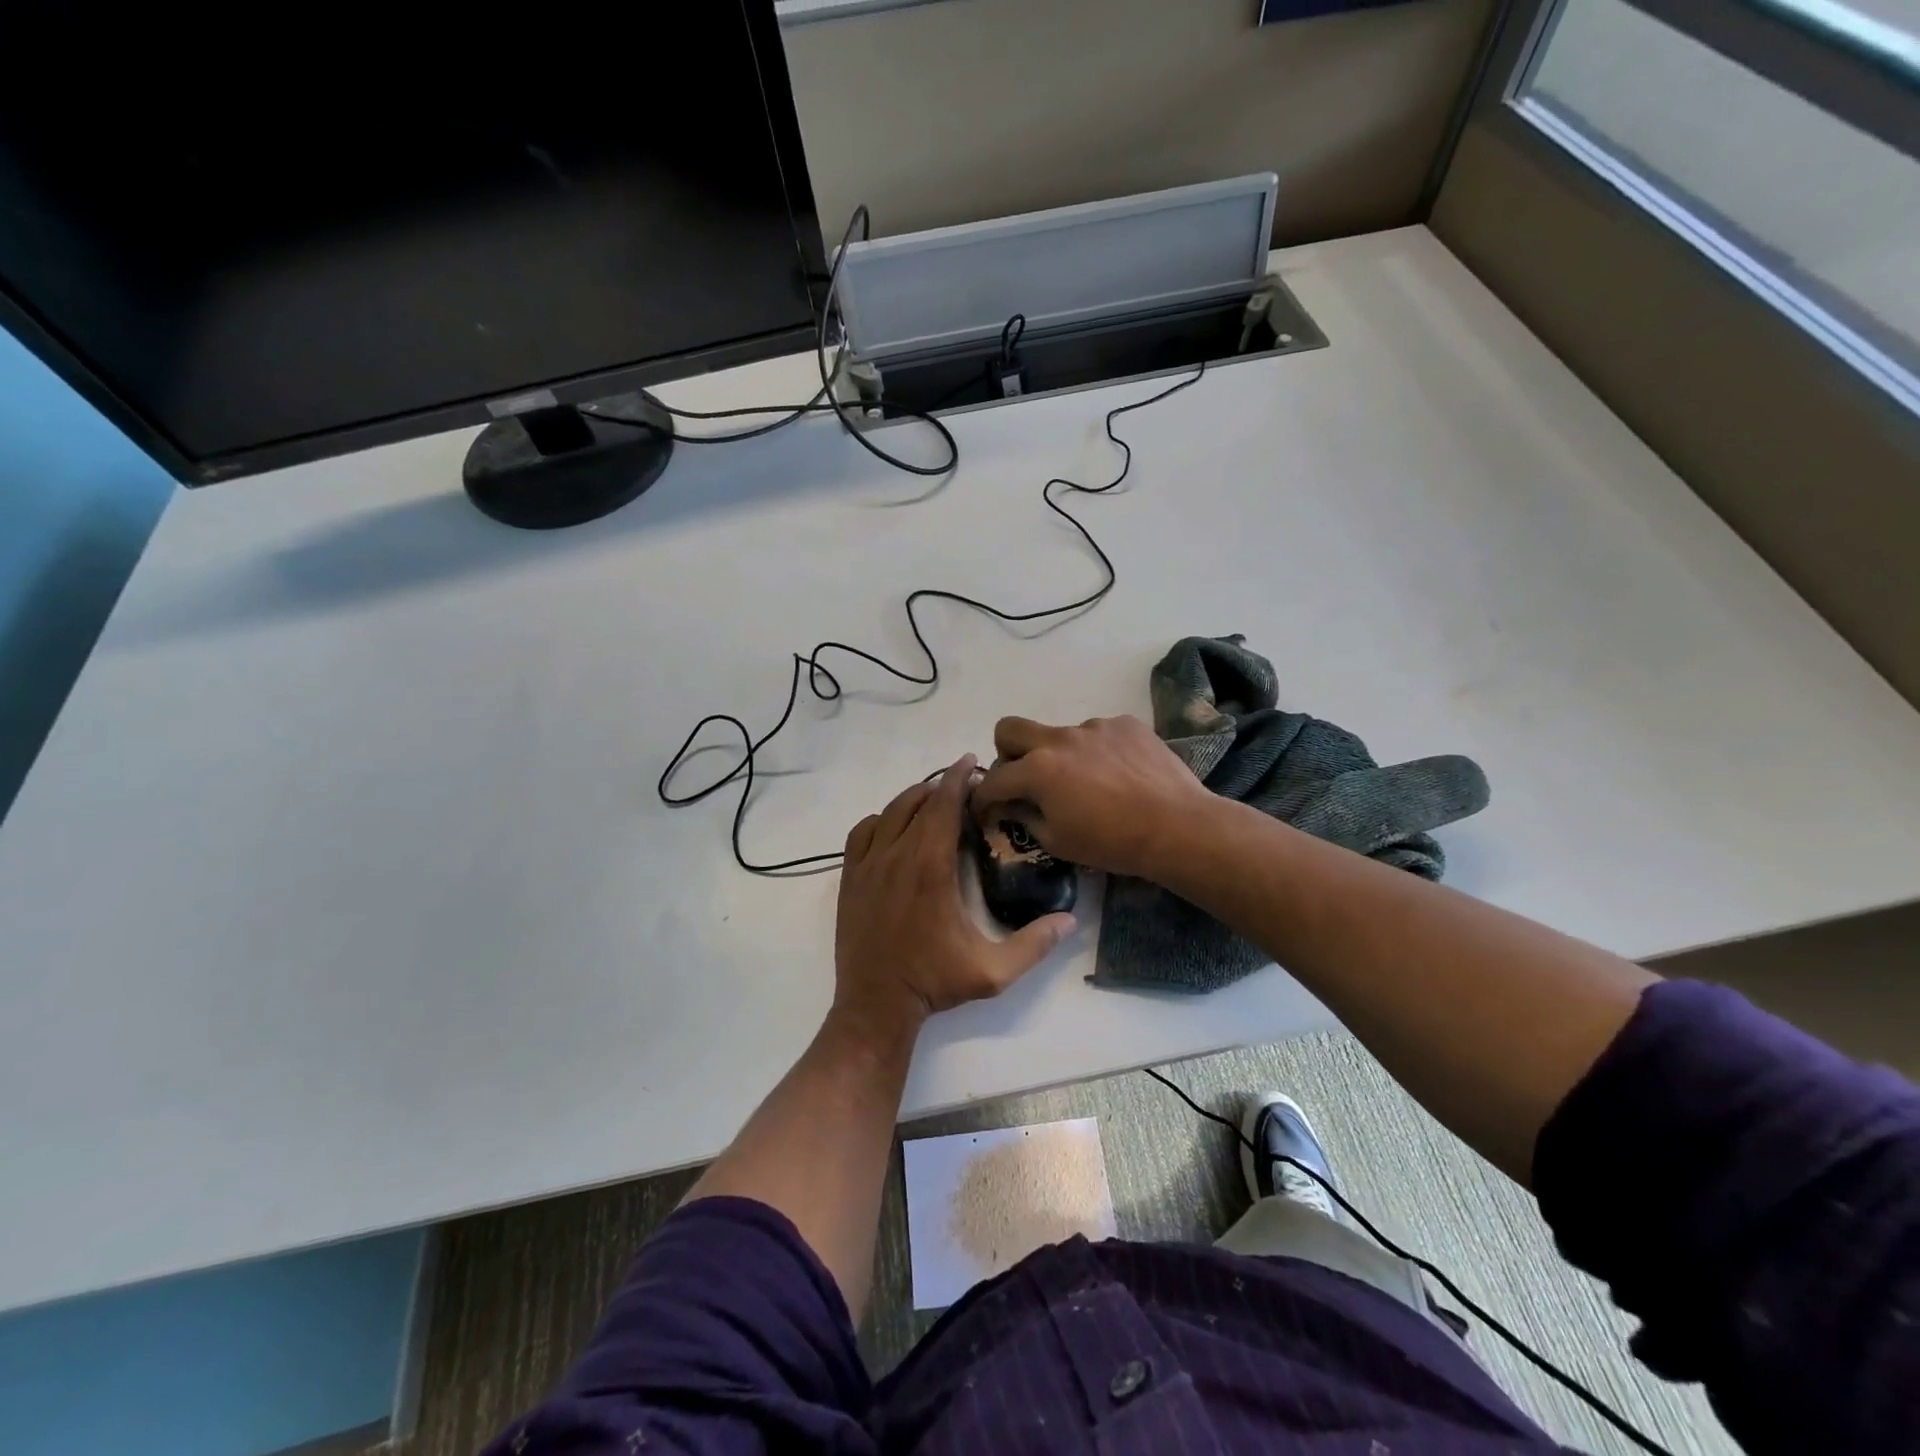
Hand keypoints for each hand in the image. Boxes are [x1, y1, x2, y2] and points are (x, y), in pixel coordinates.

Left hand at [835, 755, 1073, 1031]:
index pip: (945, 805)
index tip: (972, 762)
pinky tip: (894, 827)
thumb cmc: (934, 983)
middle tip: (964, 784)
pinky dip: (881, 820)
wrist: (876, 1004)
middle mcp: (897, 855)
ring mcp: (868, 865)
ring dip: (913, 799)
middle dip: (942, 785)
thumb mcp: (993, 971)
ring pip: (890, 812)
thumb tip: (1070, 920)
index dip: (959, 778)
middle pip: (918, 801)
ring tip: (934, 799)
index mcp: (931, 867)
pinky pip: (862, 832)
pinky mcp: (850, 878)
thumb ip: (1034, 944)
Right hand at [972, 716, 1216, 879]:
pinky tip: (1118, 775)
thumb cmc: (1112, 843)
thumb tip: (1009, 805)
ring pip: (1059, 735)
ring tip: (1088, 784)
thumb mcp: (1057, 841)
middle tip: (1023, 779)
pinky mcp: (1124, 723)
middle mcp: (1059, 738)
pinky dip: (1096, 752)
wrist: (1178, 827)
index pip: (994, 779)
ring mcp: (1094, 726)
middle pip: (1009, 729)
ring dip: (1059, 756)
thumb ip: (1024, 816)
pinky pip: (1097, 734)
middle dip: (1005, 753)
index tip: (986, 810)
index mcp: (1037, 769)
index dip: (982, 798)